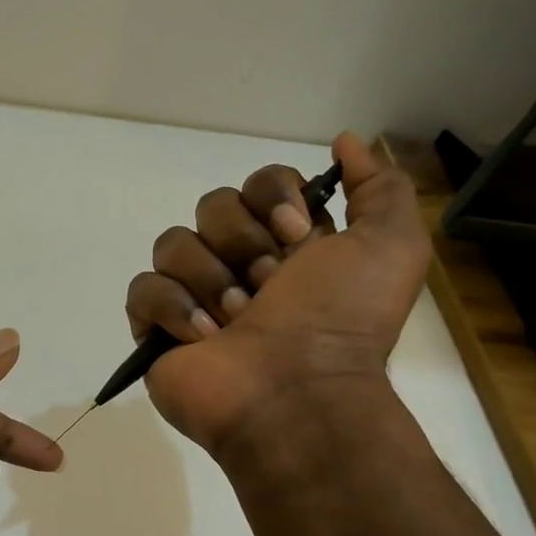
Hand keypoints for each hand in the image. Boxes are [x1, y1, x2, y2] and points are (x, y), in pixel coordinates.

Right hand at [125, 133, 429, 453]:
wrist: (297, 395)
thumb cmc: (342, 321)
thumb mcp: (392, 246)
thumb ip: (379, 187)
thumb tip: (347, 140)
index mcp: (287, 244)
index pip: (258, 183)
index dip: (271, 196)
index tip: (295, 232)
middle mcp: (239, 263)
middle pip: (212, 206)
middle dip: (241, 242)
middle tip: (268, 286)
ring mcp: (194, 295)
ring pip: (173, 244)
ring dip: (210, 279)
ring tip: (235, 321)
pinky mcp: (156, 328)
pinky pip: (143, 289)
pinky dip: (172, 308)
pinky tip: (201, 337)